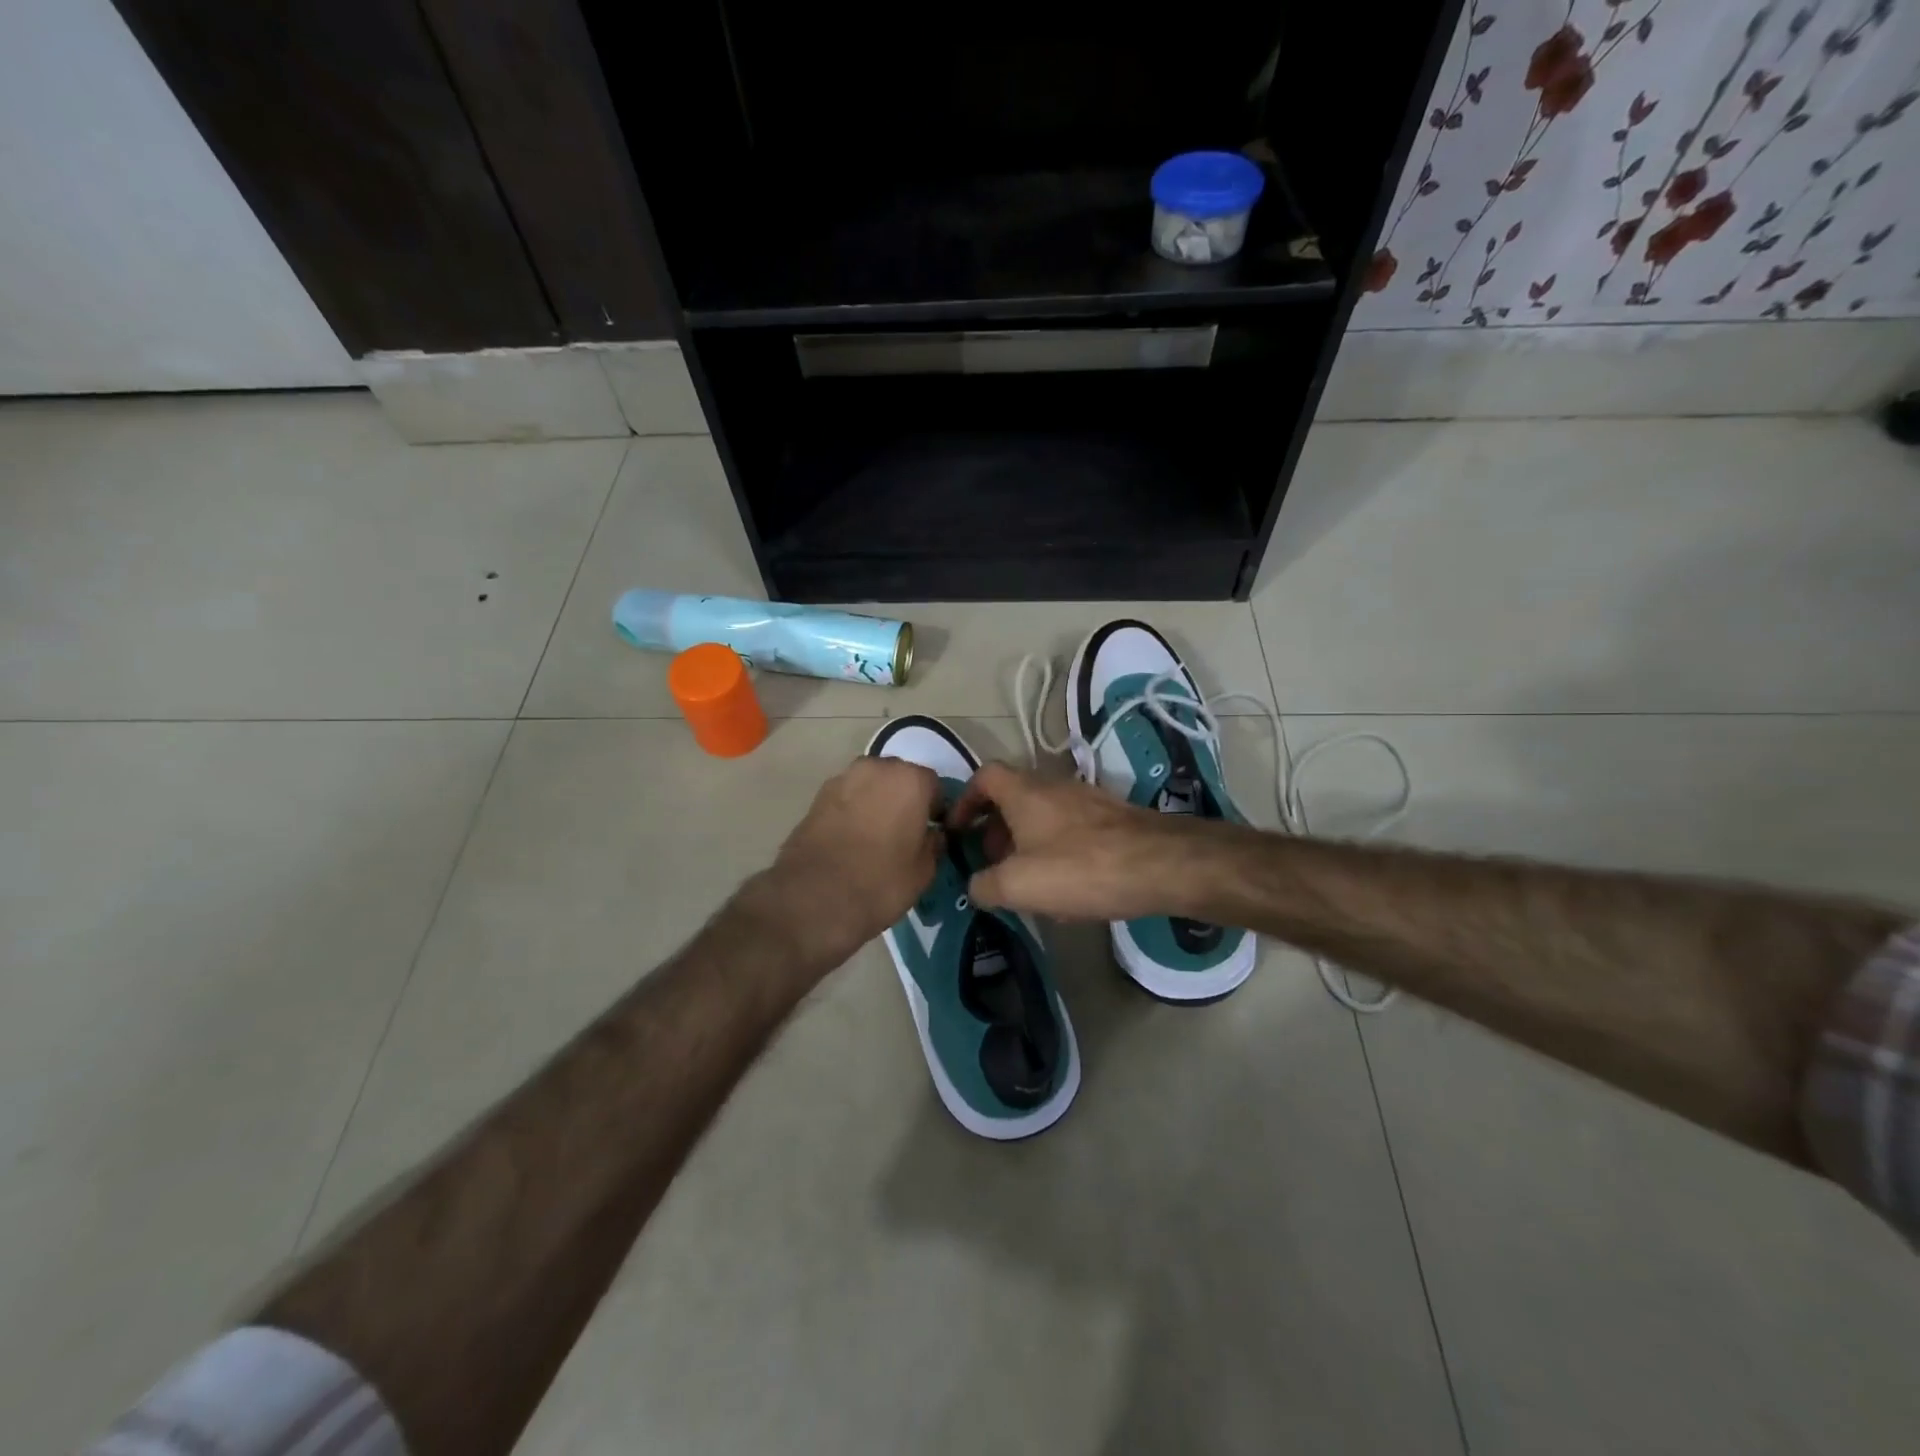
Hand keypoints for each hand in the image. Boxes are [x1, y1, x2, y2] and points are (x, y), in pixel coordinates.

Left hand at [758, 756, 943, 968]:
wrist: (814, 896)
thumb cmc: (880, 881)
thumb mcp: (923, 871)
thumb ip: (933, 844)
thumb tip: (932, 835)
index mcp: (910, 780)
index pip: (933, 785)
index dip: (935, 809)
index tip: (931, 831)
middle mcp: (876, 769)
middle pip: (899, 778)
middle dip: (904, 799)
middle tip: (903, 832)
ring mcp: (842, 779)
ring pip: (870, 785)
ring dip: (876, 802)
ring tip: (875, 837)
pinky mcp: (816, 797)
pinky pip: (846, 798)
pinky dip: (852, 812)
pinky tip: (851, 840)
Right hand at [947, 762, 1203, 921]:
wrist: (1162, 865)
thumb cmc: (1081, 868)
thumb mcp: (1018, 885)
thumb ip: (984, 885)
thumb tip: (976, 885)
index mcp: (1025, 792)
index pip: (984, 776)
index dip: (965, 799)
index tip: (957, 830)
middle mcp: (1053, 786)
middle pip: (1012, 796)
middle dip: (994, 827)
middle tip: (992, 862)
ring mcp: (1086, 799)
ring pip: (1042, 813)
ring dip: (1025, 840)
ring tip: (1026, 878)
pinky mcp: (1111, 818)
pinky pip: (1069, 827)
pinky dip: (1055, 847)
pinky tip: (1066, 884)